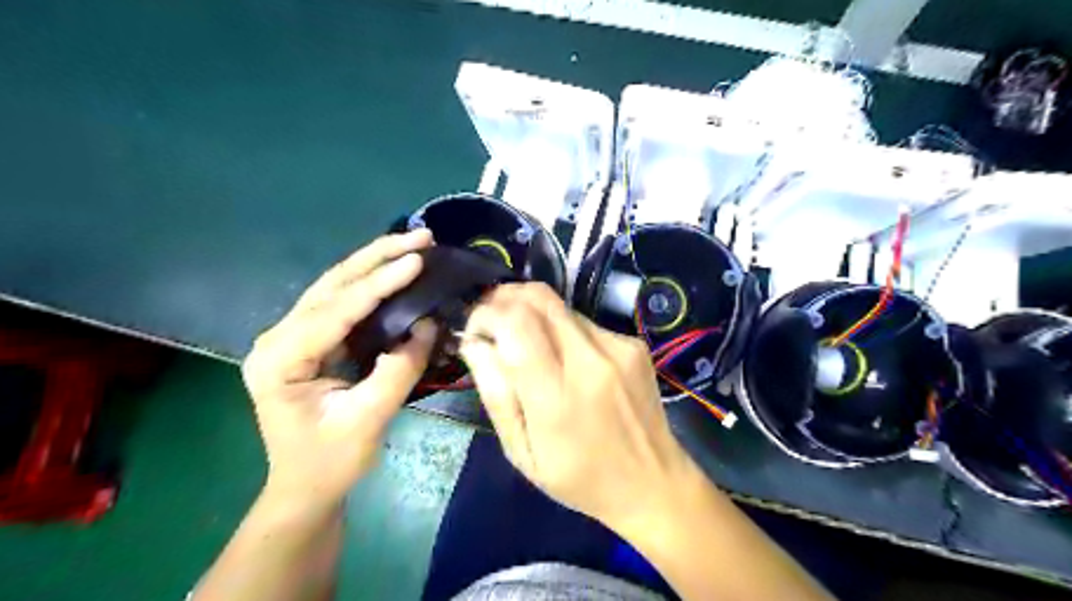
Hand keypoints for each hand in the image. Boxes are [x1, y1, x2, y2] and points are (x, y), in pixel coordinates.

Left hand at [244, 230, 437, 507]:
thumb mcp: (368, 419)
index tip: (418, 260)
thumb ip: (398, 369)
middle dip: (377, 256)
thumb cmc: (331, 461)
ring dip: (374, 262)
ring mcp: (291, 336)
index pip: (336, 310)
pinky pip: (341, 301)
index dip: (379, 282)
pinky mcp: (309, 340)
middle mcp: (278, 338)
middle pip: (331, 284)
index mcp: (280, 359)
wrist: (305, 487)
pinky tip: (393, 268)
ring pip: (335, 286)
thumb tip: (427, 325)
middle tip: (420, 237)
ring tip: (412, 244)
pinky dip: (370, 281)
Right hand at [458, 283, 695, 530]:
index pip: (516, 323)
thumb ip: (496, 394)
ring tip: (527, 346)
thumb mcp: (522, 453)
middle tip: (491, 320)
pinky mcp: (634, 344)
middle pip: (539, 298)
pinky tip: (566, 360)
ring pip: (560, 306)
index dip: (486, 313)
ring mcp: (618, 348)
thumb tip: (474, 342)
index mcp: (557, 398)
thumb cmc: (580, 479)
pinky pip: (584, 322)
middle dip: (505, 298)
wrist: (654, 482)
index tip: (474, 329)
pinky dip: (562, 330)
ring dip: (533, 316)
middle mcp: (591, 361)